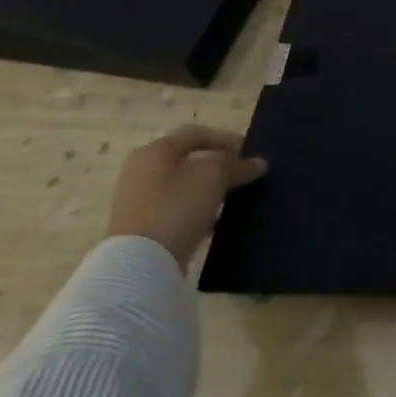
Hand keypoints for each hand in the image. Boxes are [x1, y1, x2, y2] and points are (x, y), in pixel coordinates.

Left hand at [105, 126, 266, 268]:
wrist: (141, 263)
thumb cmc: (177, 206)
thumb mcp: (215, 176)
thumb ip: (238, 165)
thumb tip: (257, 163)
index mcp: (154, 151)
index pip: (196, 133)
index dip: (226, 139)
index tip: (250, 153)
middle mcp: (141, 171)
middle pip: (189, 160)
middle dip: (219, 165)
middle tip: (244, 174)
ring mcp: (138, 201)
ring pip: (184, 185)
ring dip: (210, 188)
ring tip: (234, 197)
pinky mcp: (142, 227)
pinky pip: (177, 209)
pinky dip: (198, 209)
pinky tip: (215, 219)